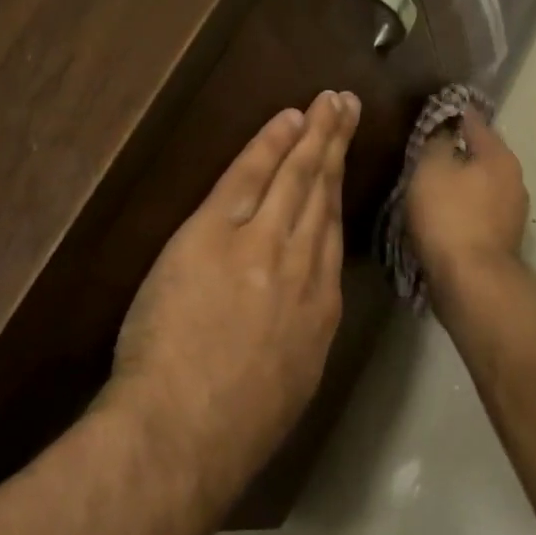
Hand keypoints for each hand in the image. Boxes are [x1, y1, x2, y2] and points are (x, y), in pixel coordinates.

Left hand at [109, 90, 361, 485]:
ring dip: (314, 135)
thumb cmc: (237, 427)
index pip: (331, 234)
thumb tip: (300, 314)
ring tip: (328, 103)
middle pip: (323, 194)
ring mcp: (262, 245)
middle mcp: (303, 266)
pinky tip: (286, 119)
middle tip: (348, 108)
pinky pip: (248, 178)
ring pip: (296, 178)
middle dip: (336, 148)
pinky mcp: (215, 234)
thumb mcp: (293, 384)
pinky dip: (269, 145)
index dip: (337, 193)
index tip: (342, 167)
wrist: (187, 431)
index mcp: (322, 308)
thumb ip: (301, 337)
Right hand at [404, 111, 527, 281]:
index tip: (436, 112)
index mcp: (500, 157)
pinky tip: (442, 216)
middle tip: (428, 152)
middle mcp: (514, 181)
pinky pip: (478, 214)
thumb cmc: (450, 216)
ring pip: (481, 187)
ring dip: (461, 185)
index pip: (476, 123)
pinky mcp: (502, 242)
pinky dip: (462, 210)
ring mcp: (512, 214)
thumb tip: (444, 132)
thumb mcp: (432, 169)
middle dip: (459, 153)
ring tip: (431, 186)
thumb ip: (437, 144)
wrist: (471, 281)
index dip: (454, 115)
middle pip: (482, 156)